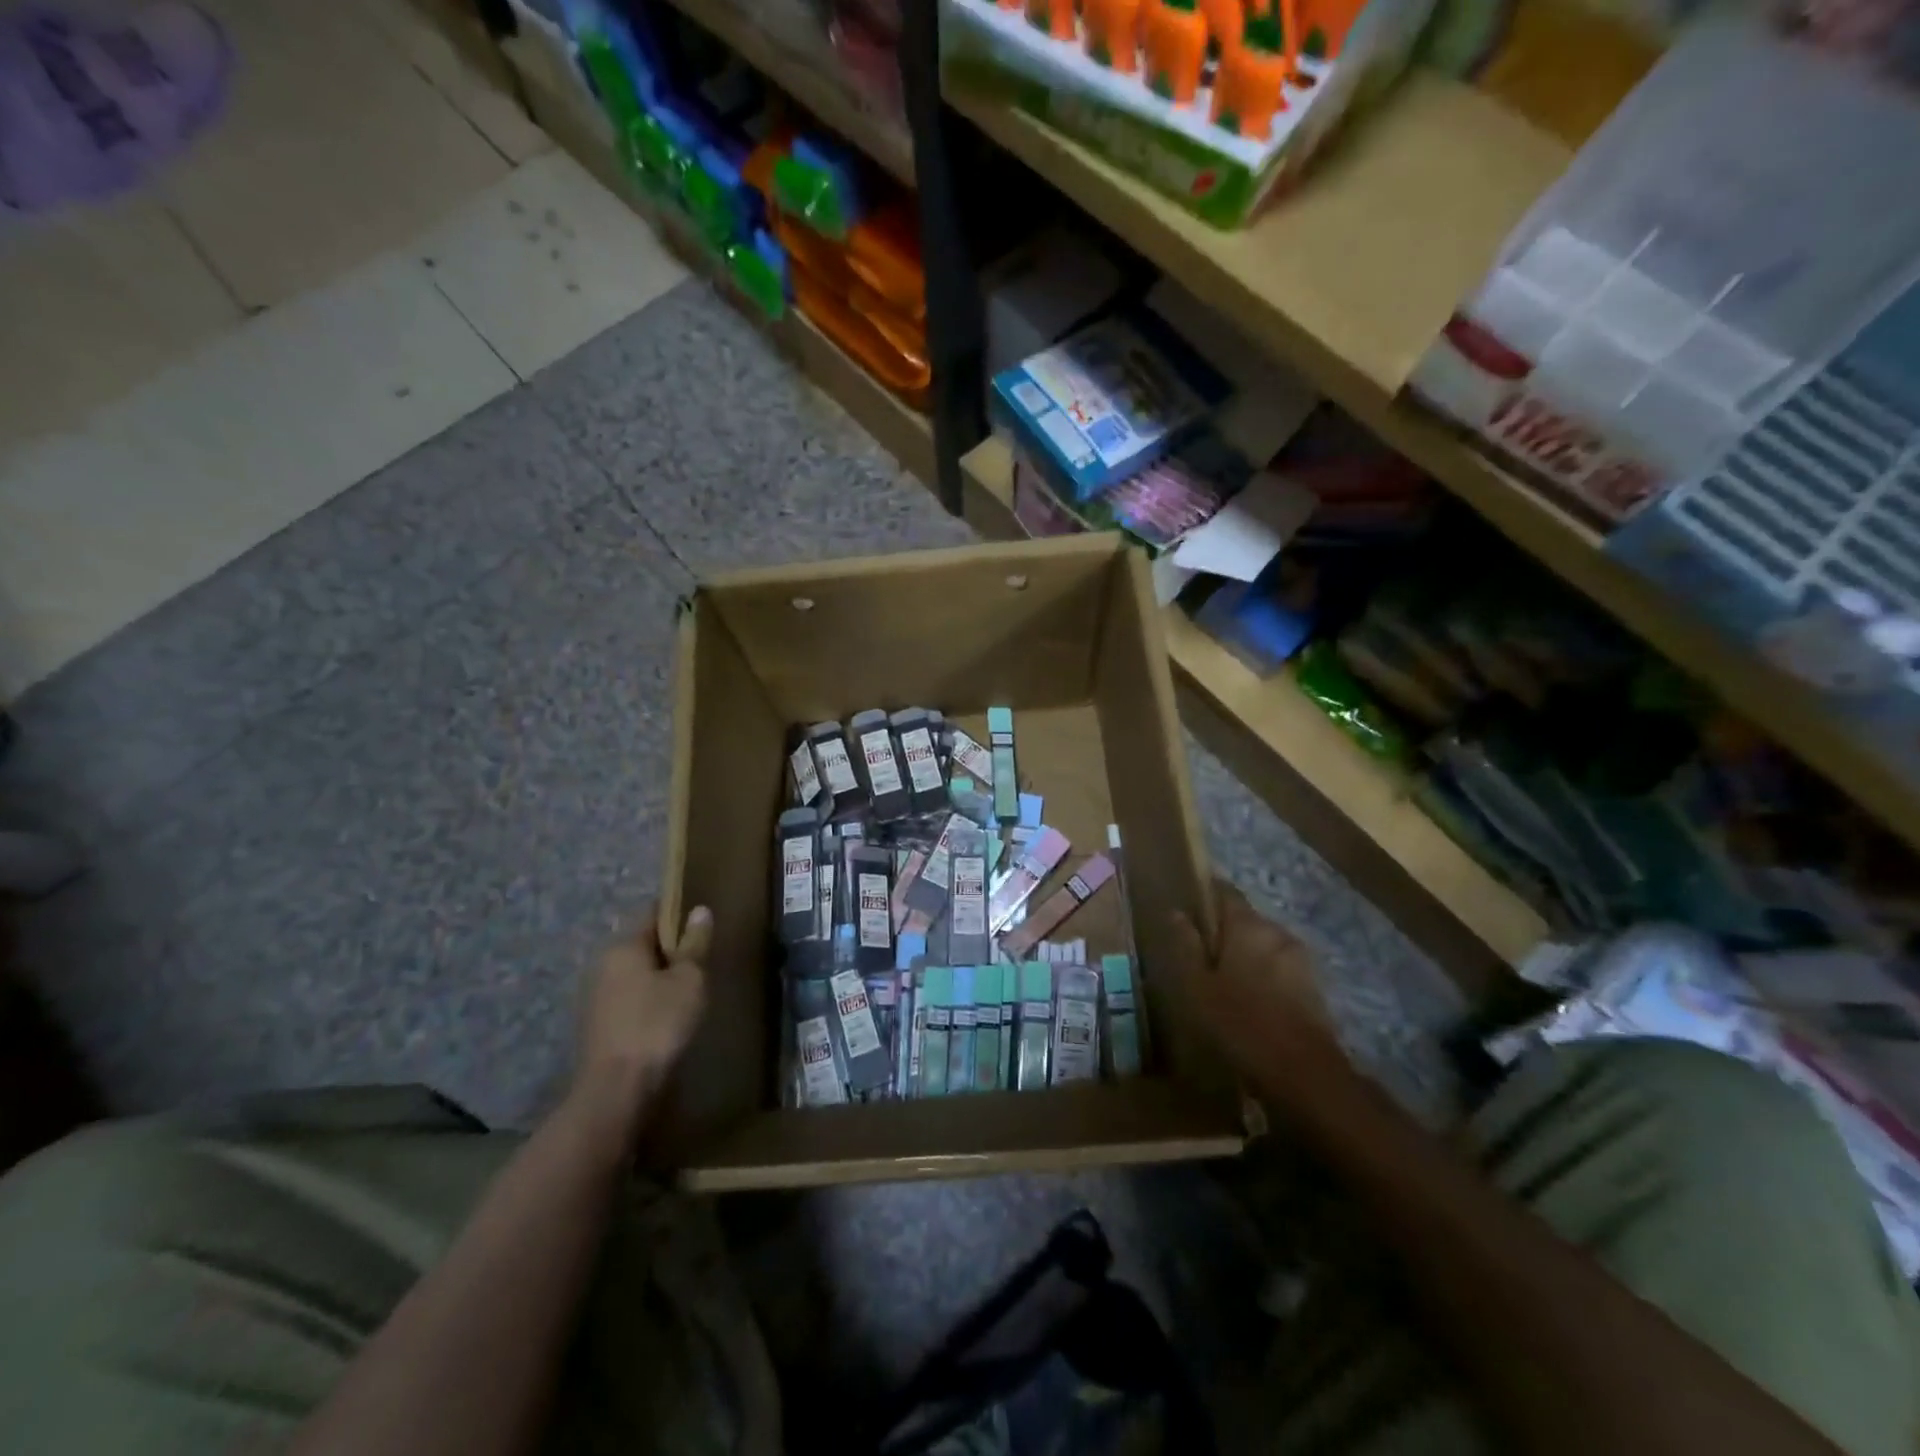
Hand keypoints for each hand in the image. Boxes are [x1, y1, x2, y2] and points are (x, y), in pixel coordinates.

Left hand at [570, 904, 710, 1136]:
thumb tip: (699, 911)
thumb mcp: (689, 980)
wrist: (616, 1091)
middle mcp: (602, 965)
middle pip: (643, 945)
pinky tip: (669, 1016)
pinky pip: (629, 1000)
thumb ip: (694, 944)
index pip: (653, 913)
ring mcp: (595, 997)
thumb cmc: (657, 1024)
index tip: (703, 920)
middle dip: (671, 950)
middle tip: (703, 959)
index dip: (679, 913)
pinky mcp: (597, 1026)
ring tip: (691, 989)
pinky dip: (648, 1002)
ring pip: (636, 975)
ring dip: (659, 978)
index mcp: (623, 946)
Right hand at [1172, 881, 1343, 1100]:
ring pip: (1263, 946)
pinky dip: (1262, 978)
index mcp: (1248, 925)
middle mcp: (1278, 932)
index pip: (1225, 891)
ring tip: (1222, 985)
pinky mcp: (1313, 987)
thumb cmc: (1240, 1023)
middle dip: (1223, 933)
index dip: (1204, 896)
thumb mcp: (1197, 986)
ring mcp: (1300, 959)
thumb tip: (1177, 913)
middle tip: (1199, 957)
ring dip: (1244, 957)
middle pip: (1245, 920)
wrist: (1304, 1074)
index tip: (1186, 911)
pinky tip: (1248, 1005)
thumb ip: (1186, 945)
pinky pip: (1278, 970)